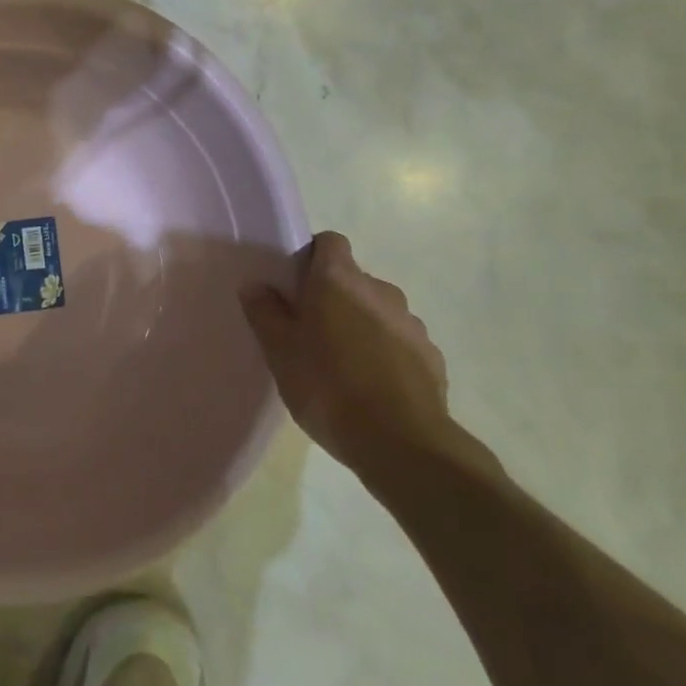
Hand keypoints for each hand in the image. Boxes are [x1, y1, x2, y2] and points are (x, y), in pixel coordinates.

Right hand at [241, 232, 493, 491]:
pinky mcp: (430, 355)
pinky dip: (384, 353)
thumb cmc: (328, 387)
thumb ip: (265, 312)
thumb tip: (256, 285)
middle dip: (332, 298)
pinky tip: (370, 387)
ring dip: (359, 326)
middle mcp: (379, 289)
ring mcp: (410, 322)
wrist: (401, 442)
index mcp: (339, 280)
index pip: (329, 242)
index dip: (311, 257)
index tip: (294, 286)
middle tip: (308, 333)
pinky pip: (398, 342)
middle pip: (351, 279)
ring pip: (376, 311)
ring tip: (340, 365)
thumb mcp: (280, 352)